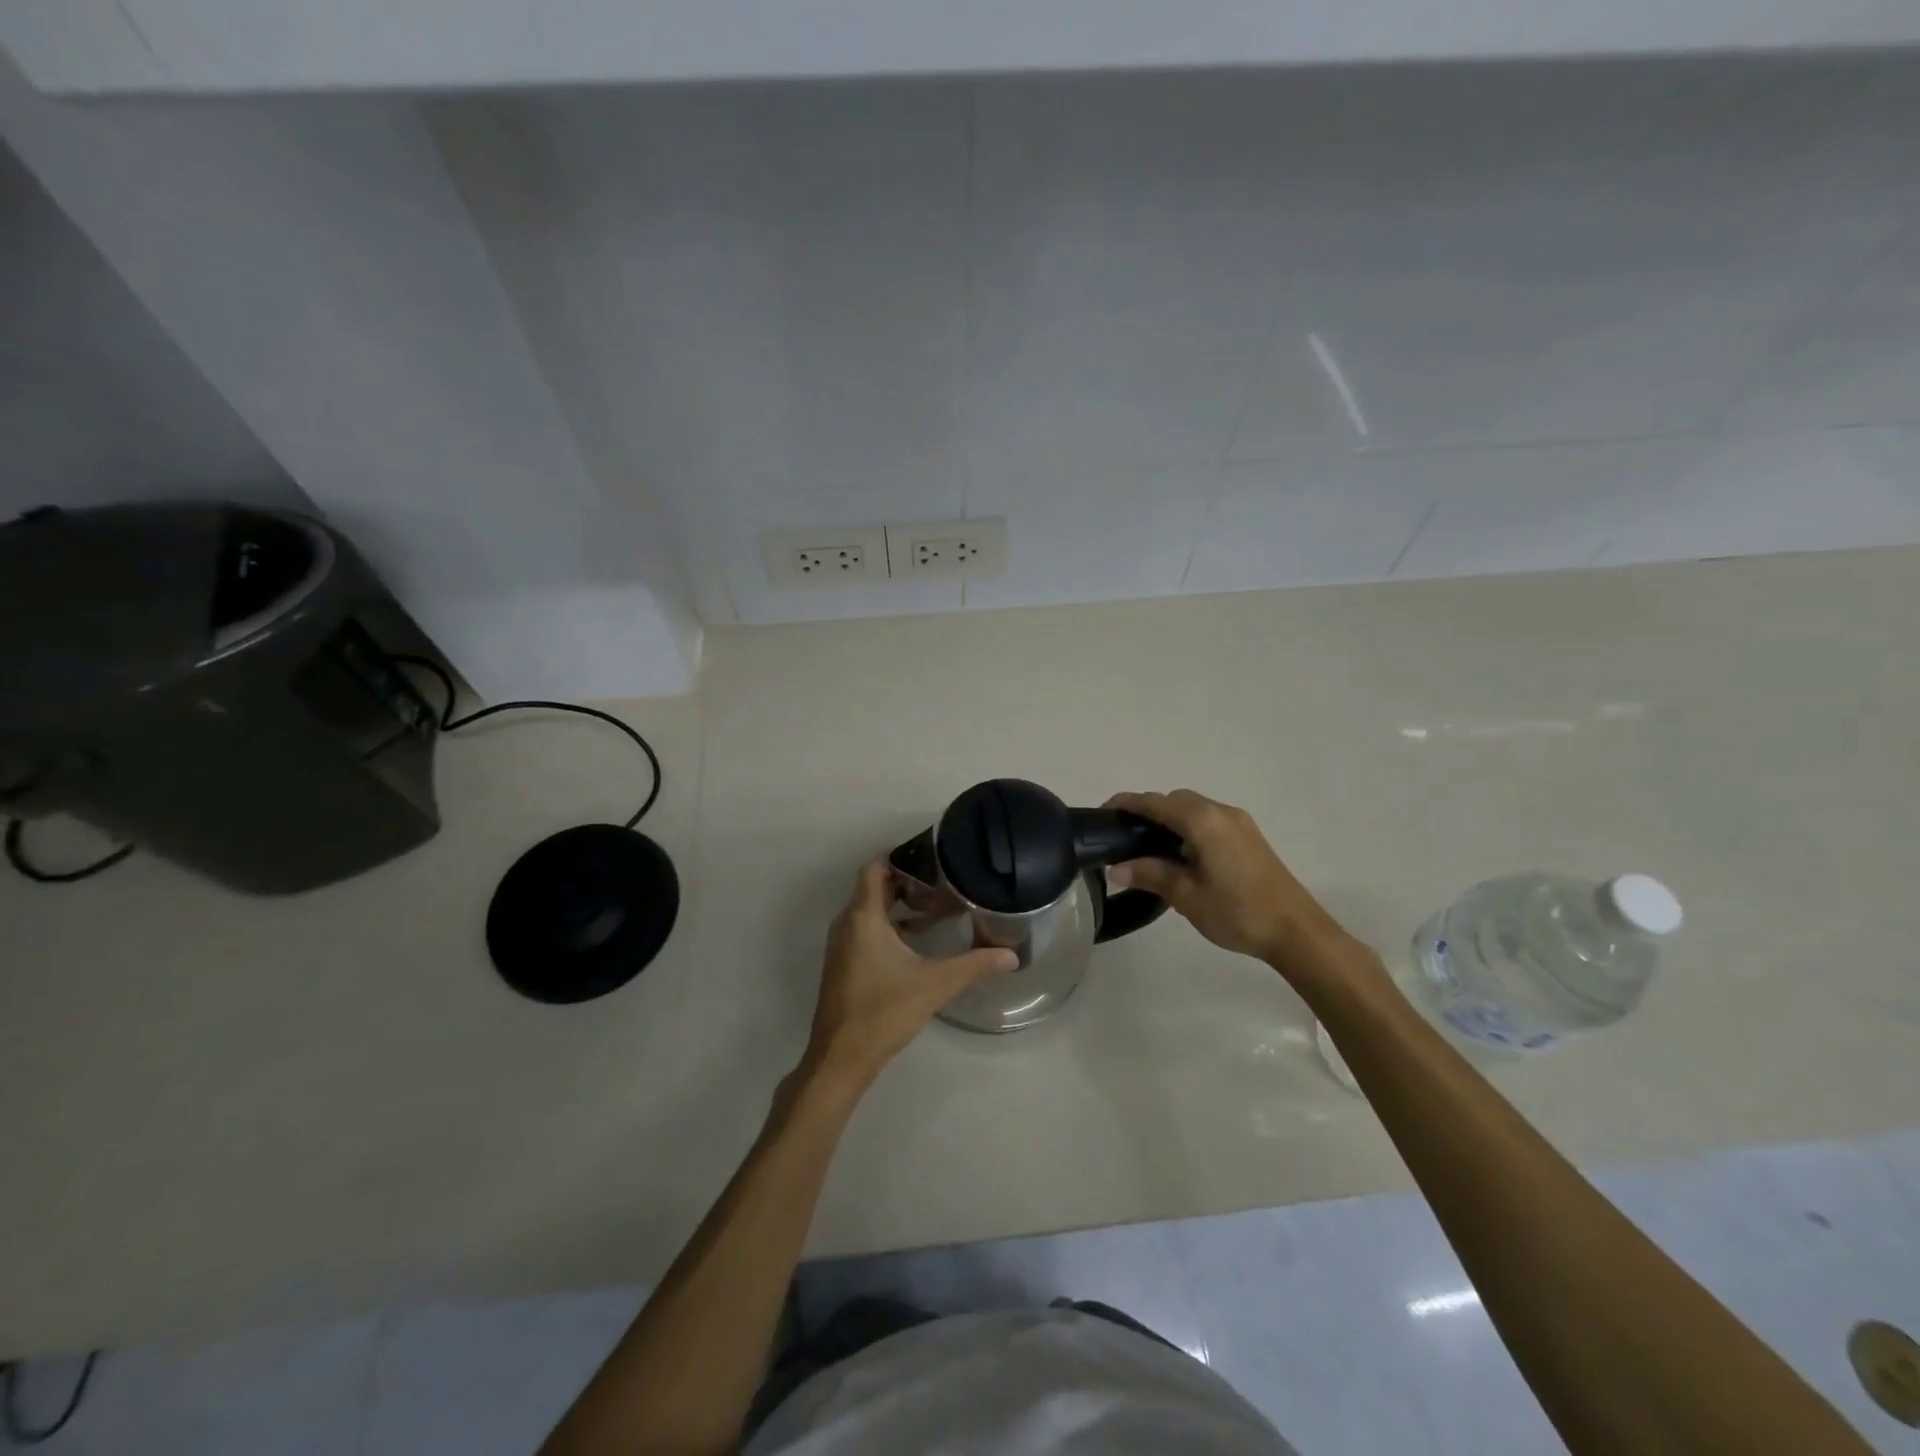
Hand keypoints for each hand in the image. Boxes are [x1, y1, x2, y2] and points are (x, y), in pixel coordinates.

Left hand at [801, 860, 1015, 1092]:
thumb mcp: (935, 985)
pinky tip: (916, 940)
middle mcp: (847, 924)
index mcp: (863, 917)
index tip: (930, 855)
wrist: (841, 1058)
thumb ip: (974, 965)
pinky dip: (888, 924)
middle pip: (874, 887)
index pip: (874, 867)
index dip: (899, 856)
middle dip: (906, 880)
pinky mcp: (843, 964)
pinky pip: (865, 929)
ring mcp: (842, 945)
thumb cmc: (884, 1012)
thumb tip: (1012, 955)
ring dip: (898, 904)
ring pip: (869, 909)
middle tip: (942, 880)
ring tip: (935, 906)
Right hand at [1104, 790, 1351, 979]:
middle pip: (1174, 800)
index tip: (1102, 814)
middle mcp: (1221, 812)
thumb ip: (1150, 874)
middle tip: (1125, 839)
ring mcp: (1239, 823)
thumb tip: (1115, 868)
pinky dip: (1189, 828)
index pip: (1155, 802)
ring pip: (1194, 809)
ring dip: (1170, 820)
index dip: (1126, 804)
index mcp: (1203, 821)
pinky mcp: (1249, 837)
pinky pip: (1209, 820)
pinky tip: (1182, 857)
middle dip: (1148, 812)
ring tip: (1149, 851)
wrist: (1297, 931)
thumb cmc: (1238, 912)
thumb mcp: (1186, 896)